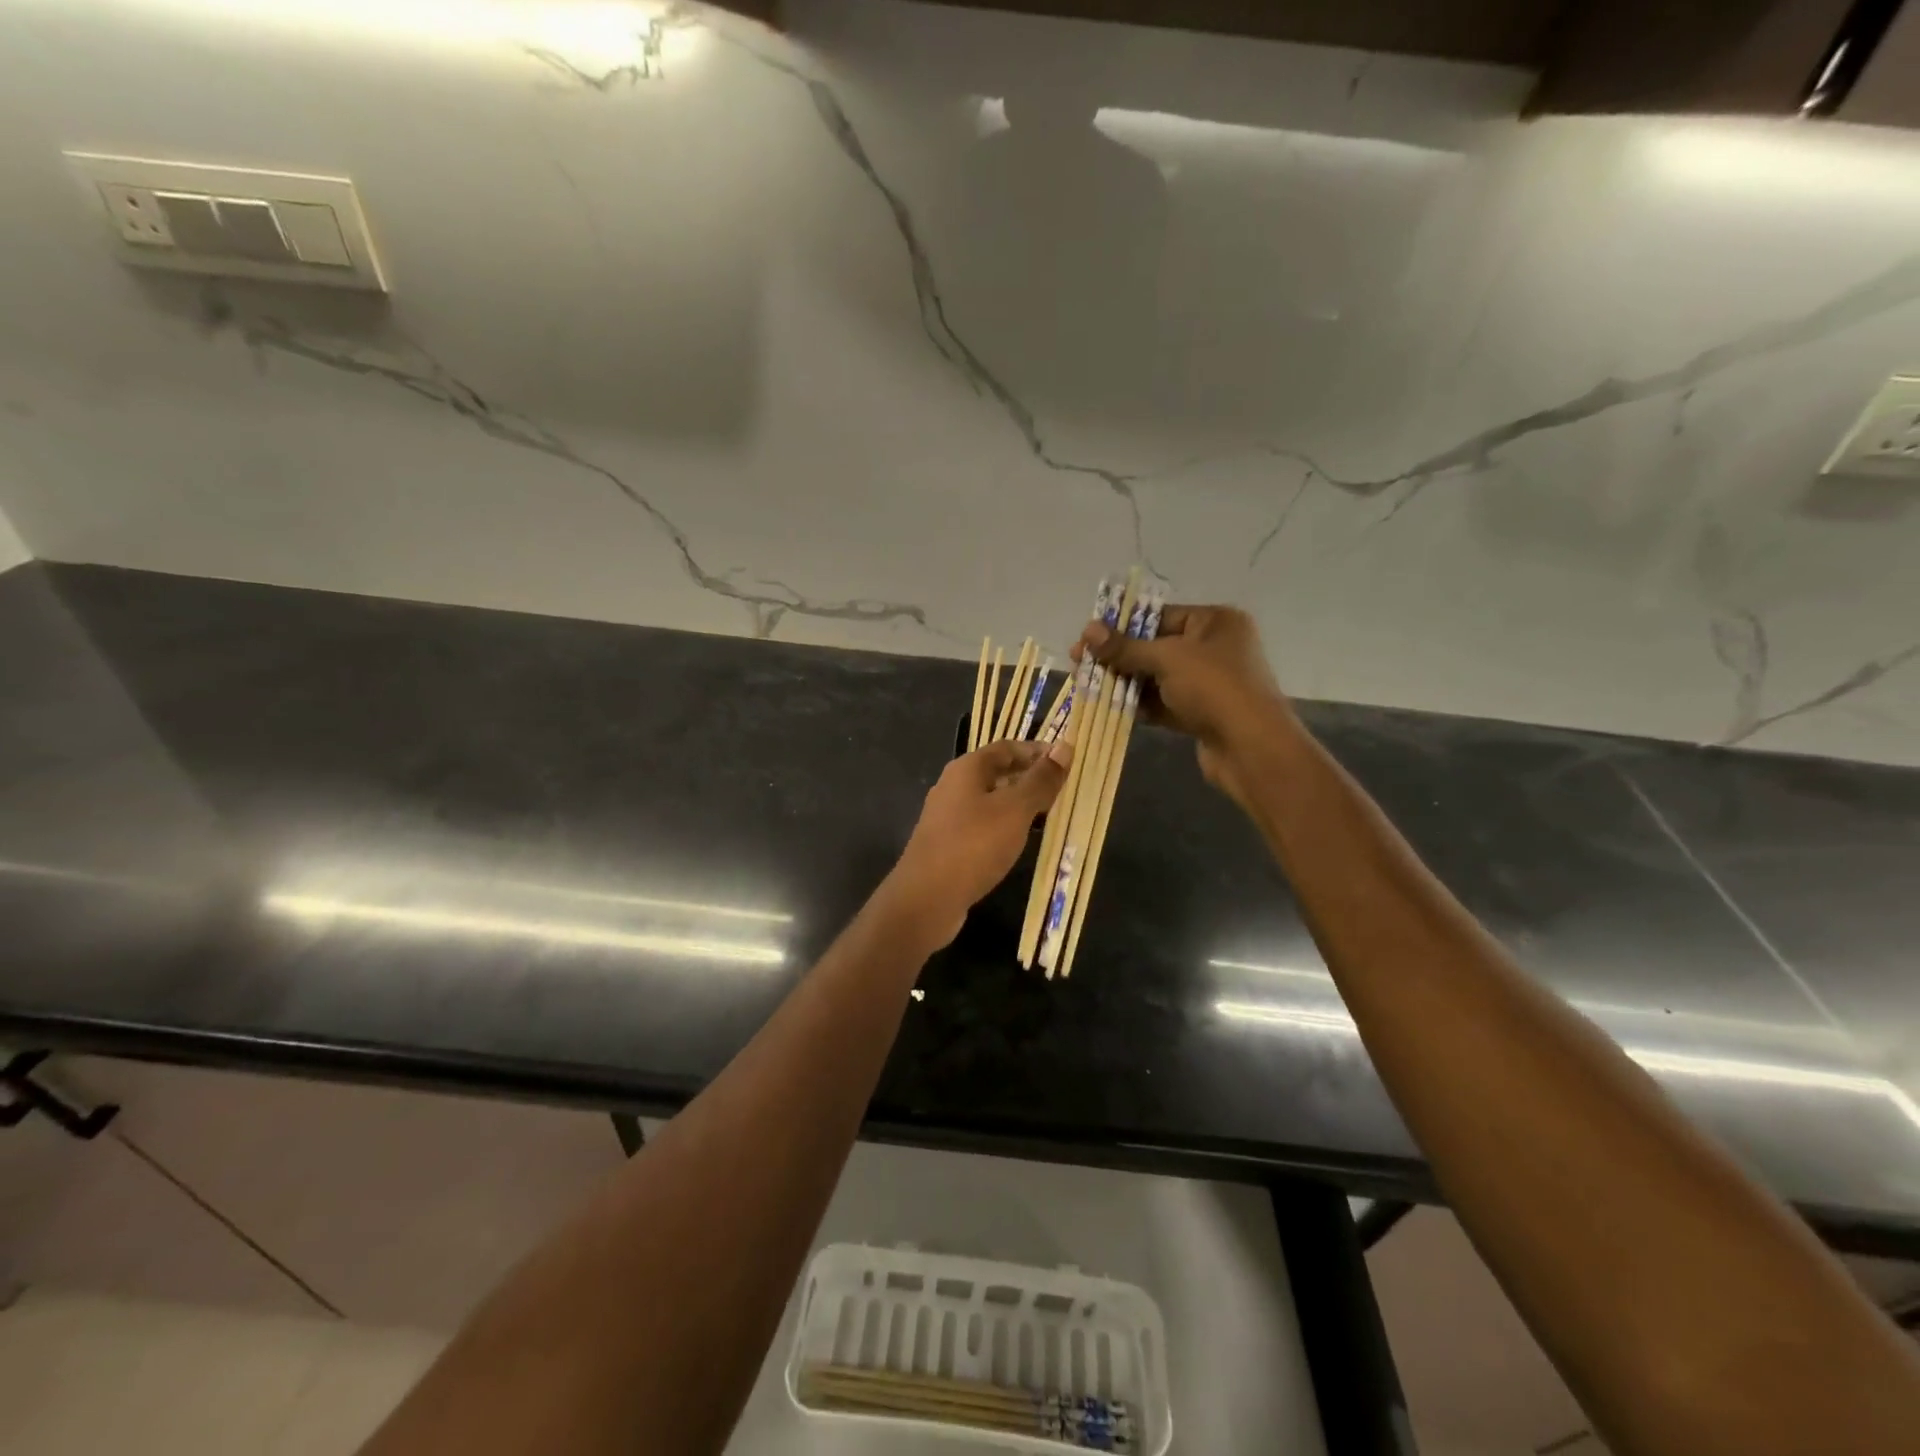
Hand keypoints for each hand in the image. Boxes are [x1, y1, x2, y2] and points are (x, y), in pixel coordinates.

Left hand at [889, 740, 1072, 947]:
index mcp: (966, 769)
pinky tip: (1019, 841)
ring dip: (1018, 804)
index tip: (1066, 763)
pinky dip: (1003, 826)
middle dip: (1029, 777)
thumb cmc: (974, 845)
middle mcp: (953, 786)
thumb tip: (1065, 748)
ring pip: (989, 800)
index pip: (1007, 747)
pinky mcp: (947, 844)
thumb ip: (1040, 780)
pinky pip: (981, 824)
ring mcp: (947, 816)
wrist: (926, 898)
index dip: (1037, 751)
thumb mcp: (1015, 810)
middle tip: (1062, 790)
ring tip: (1048, 815)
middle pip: (996, 772)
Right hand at [1073, 604, 1290, 810]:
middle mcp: (1214, 648)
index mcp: (1215, 622)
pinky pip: (1163, 703)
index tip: (1088, 637)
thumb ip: (1126, 647)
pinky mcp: (1201, 714)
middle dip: (1118, 656)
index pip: (1159, 616)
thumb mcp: (1166, 659)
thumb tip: (1088, 631)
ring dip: (1125, 682)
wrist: (1251, 748)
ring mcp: (1208, 683)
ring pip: (1156, 677)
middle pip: (1155, 647)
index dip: (1122, 626)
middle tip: (1080, 663)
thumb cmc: (1214, 688)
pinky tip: (1109, 707)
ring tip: (1088, 685)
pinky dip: (1139, 705)